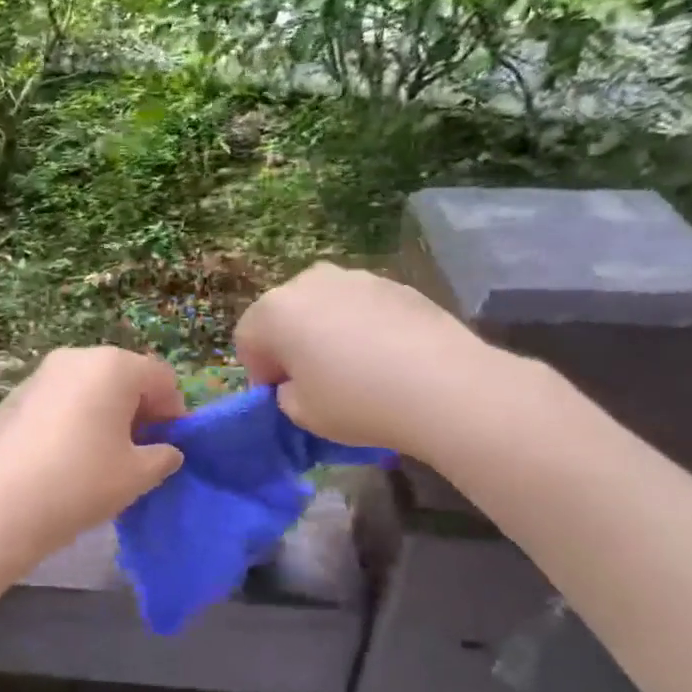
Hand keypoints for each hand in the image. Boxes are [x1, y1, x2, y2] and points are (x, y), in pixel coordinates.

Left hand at [0, 347, 185, 558]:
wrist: (0, 506)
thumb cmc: (82, 482)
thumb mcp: (138, 475)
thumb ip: (163, 456)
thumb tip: (166, 450)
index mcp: (114, 366)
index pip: (161, 379)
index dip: (174, 413)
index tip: (169, 448)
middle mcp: (77, 357)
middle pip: (124, 377)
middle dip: (138, 410)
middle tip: (137, 452)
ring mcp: (41, 374)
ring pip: (89, 387)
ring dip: (105, 413)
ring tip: (100, 457)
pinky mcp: (15, 395)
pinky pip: (60, 399)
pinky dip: (73, 418)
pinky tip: (65, 457)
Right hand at [234, 263, 513, 464]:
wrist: (443, 386)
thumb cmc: (356, 401)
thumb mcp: (301, 414)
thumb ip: (285, 394)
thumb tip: (296, 383)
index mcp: (275, 311)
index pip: (247, 339)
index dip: (259, 371)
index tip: (281, 396)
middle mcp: (309, 282)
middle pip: (284, 314)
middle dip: (290, 344)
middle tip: (313, 381)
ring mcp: (355, 277)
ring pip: (324, 306)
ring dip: (326, 331)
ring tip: (355, 369)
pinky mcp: (395, 284)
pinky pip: (361, 307)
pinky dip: (363, 326)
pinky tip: (387, 358)